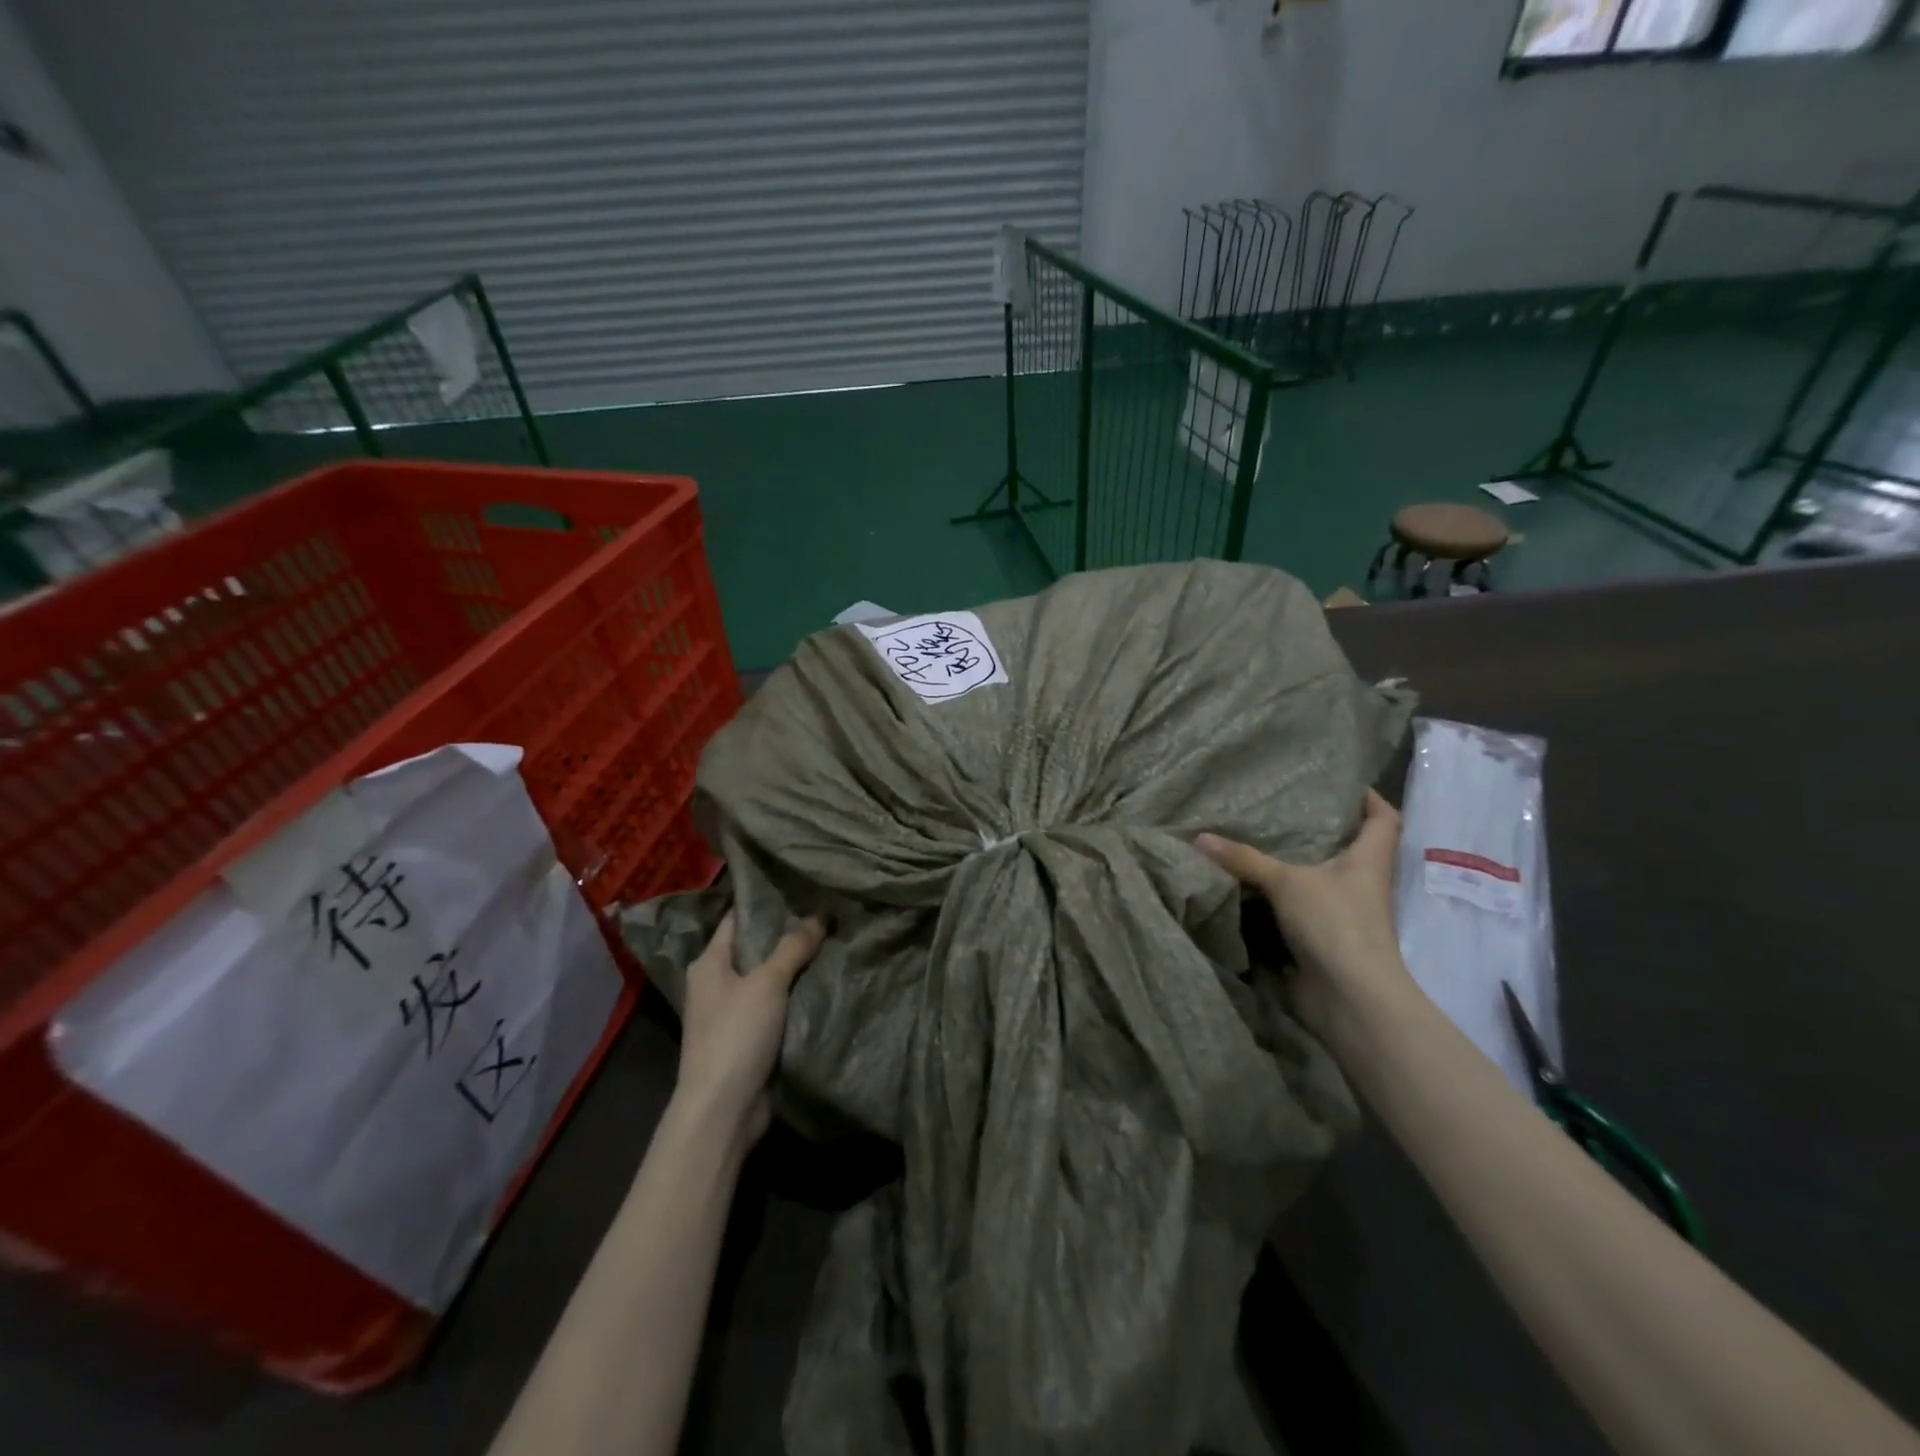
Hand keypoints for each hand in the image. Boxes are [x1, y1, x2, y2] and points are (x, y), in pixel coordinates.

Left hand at [674, 911, 825, 1143]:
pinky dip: (795, 997)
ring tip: (833, 943)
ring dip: (795, 968)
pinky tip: (824, 983)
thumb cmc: (736, 1035)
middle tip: (826, 914)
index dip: (764, 903)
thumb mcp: (767, 983)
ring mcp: (731, 1013)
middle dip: (788, 935)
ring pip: (769, 979)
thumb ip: (793, 947)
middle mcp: (716, 984)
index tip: (798, 887)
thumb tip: (819, 915)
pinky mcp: (748, 1039)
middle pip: (755, 949)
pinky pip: (776, 1008)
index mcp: (709, 964)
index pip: (736, 920)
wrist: (723, 1109)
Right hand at [1197, 789, 1415, 1032]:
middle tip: (1285, 809)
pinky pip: (1301, 908)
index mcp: (1369, 861)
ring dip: (1298, 866)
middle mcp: (1363, 884)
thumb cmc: (1334, 923)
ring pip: (1323, 879)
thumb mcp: (1285, 882)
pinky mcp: (1324, 938)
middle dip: (1324, 830)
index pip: (1384, 820)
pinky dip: (1280, 898)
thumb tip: (1200, 838)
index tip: (1345, 785)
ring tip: (1261, 841)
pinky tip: (1252, 886)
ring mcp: (1345, 914)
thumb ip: (1244, 859)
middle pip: (1352, 848)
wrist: (1349, 996)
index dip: (1370, 800)